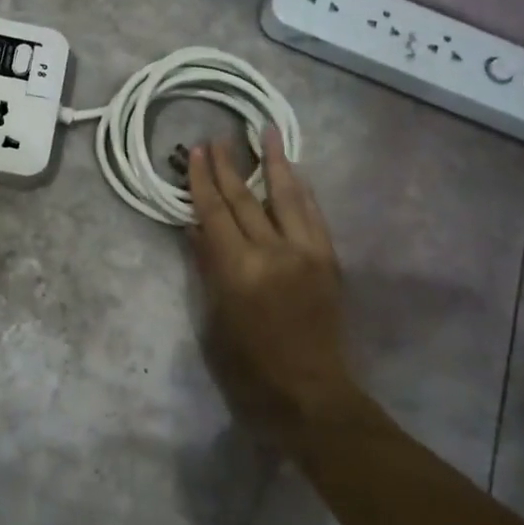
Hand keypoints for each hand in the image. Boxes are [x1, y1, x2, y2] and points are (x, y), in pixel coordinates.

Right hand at [186, 127, 361, 444]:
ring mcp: (306, 252)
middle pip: (245, 198)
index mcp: (239, 270)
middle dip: (228, 166)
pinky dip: (300, 189)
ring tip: (266, 131)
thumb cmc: (250, 366)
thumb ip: (208, 267)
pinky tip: (294, 171)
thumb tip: (196, 227)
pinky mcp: (328, 259)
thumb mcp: (215, 318)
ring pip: (286, 195)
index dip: (202, 180)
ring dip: (274, 161)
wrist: (311, 393)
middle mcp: (273, 252)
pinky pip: (312, 213)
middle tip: (216, 138)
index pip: (215, 212)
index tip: (195, 150)